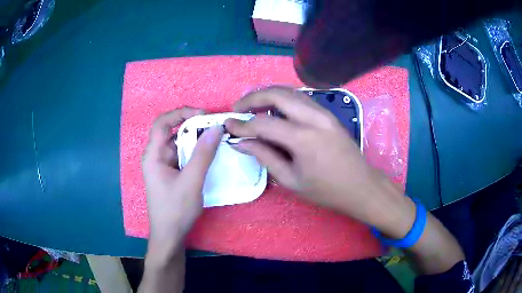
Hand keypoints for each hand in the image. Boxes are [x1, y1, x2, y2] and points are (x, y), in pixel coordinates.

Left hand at [142, 107, 223, 255]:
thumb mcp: (191, 182)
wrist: (169, 235)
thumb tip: (216, 128)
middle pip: (172, 132)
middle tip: (215, 127)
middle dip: (193, 126)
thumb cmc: (175, 210)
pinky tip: (209, 155)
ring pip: (179, 144)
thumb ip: (203, 154)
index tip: (202, 114)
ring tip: (216, 139)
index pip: (162, 123)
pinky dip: (195, 152)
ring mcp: (164, 165)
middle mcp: (156, 156)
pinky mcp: (171, 173)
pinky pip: (183, 156)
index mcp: (153, 155)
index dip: (180, 113)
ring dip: (196, 140)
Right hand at [224, 86, 414, 237]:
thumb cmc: (326, 190)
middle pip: (277, 93)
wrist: (361, 186)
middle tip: (238, 108)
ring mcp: (324, 112)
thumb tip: (241, 142)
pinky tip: (275, 109)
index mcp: (303, 138)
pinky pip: (302, 98)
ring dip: (268, 94)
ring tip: (252, 106)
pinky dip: (284, 99)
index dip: (242, 124)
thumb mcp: (291, 180)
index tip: (228, 126)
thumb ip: (264, 156)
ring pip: (290, 91)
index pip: (263, 123)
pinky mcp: (329, 113)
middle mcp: (314, 117)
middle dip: (253, 97)